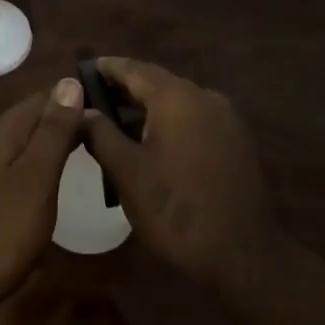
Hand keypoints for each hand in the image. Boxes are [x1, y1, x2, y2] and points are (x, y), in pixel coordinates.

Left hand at [0, 80, 84, 315]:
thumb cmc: (0, 229)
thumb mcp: (36, 178)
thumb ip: (53, 132)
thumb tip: (70, 81)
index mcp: (7, 132)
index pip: (45, 97)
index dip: (75, 94)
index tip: (110, 99)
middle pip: (34, 117)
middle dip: (66, 115)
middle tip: (107, 124)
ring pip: (27, 141)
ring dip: (54, 138)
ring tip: (88, 146)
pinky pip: (21, 165)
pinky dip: (43, 163)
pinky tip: (54, 178)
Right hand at [80, 58, 279, 291]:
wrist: (243, 256)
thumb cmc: (175, 210)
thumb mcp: (127, 173)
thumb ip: (100, 134)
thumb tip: (81, 110)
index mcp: (176, 97)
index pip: (134, 68)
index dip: (107, 68)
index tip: (82, 70)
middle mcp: (204, 96)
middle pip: (157, 82)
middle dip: (126, 88)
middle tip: (94, 99)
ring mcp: (225, 118)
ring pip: (178, 101)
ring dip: (148, 107)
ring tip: (118, 122)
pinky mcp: (236, 141)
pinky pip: (195, 118)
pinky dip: (171, 121)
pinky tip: (154, 143)